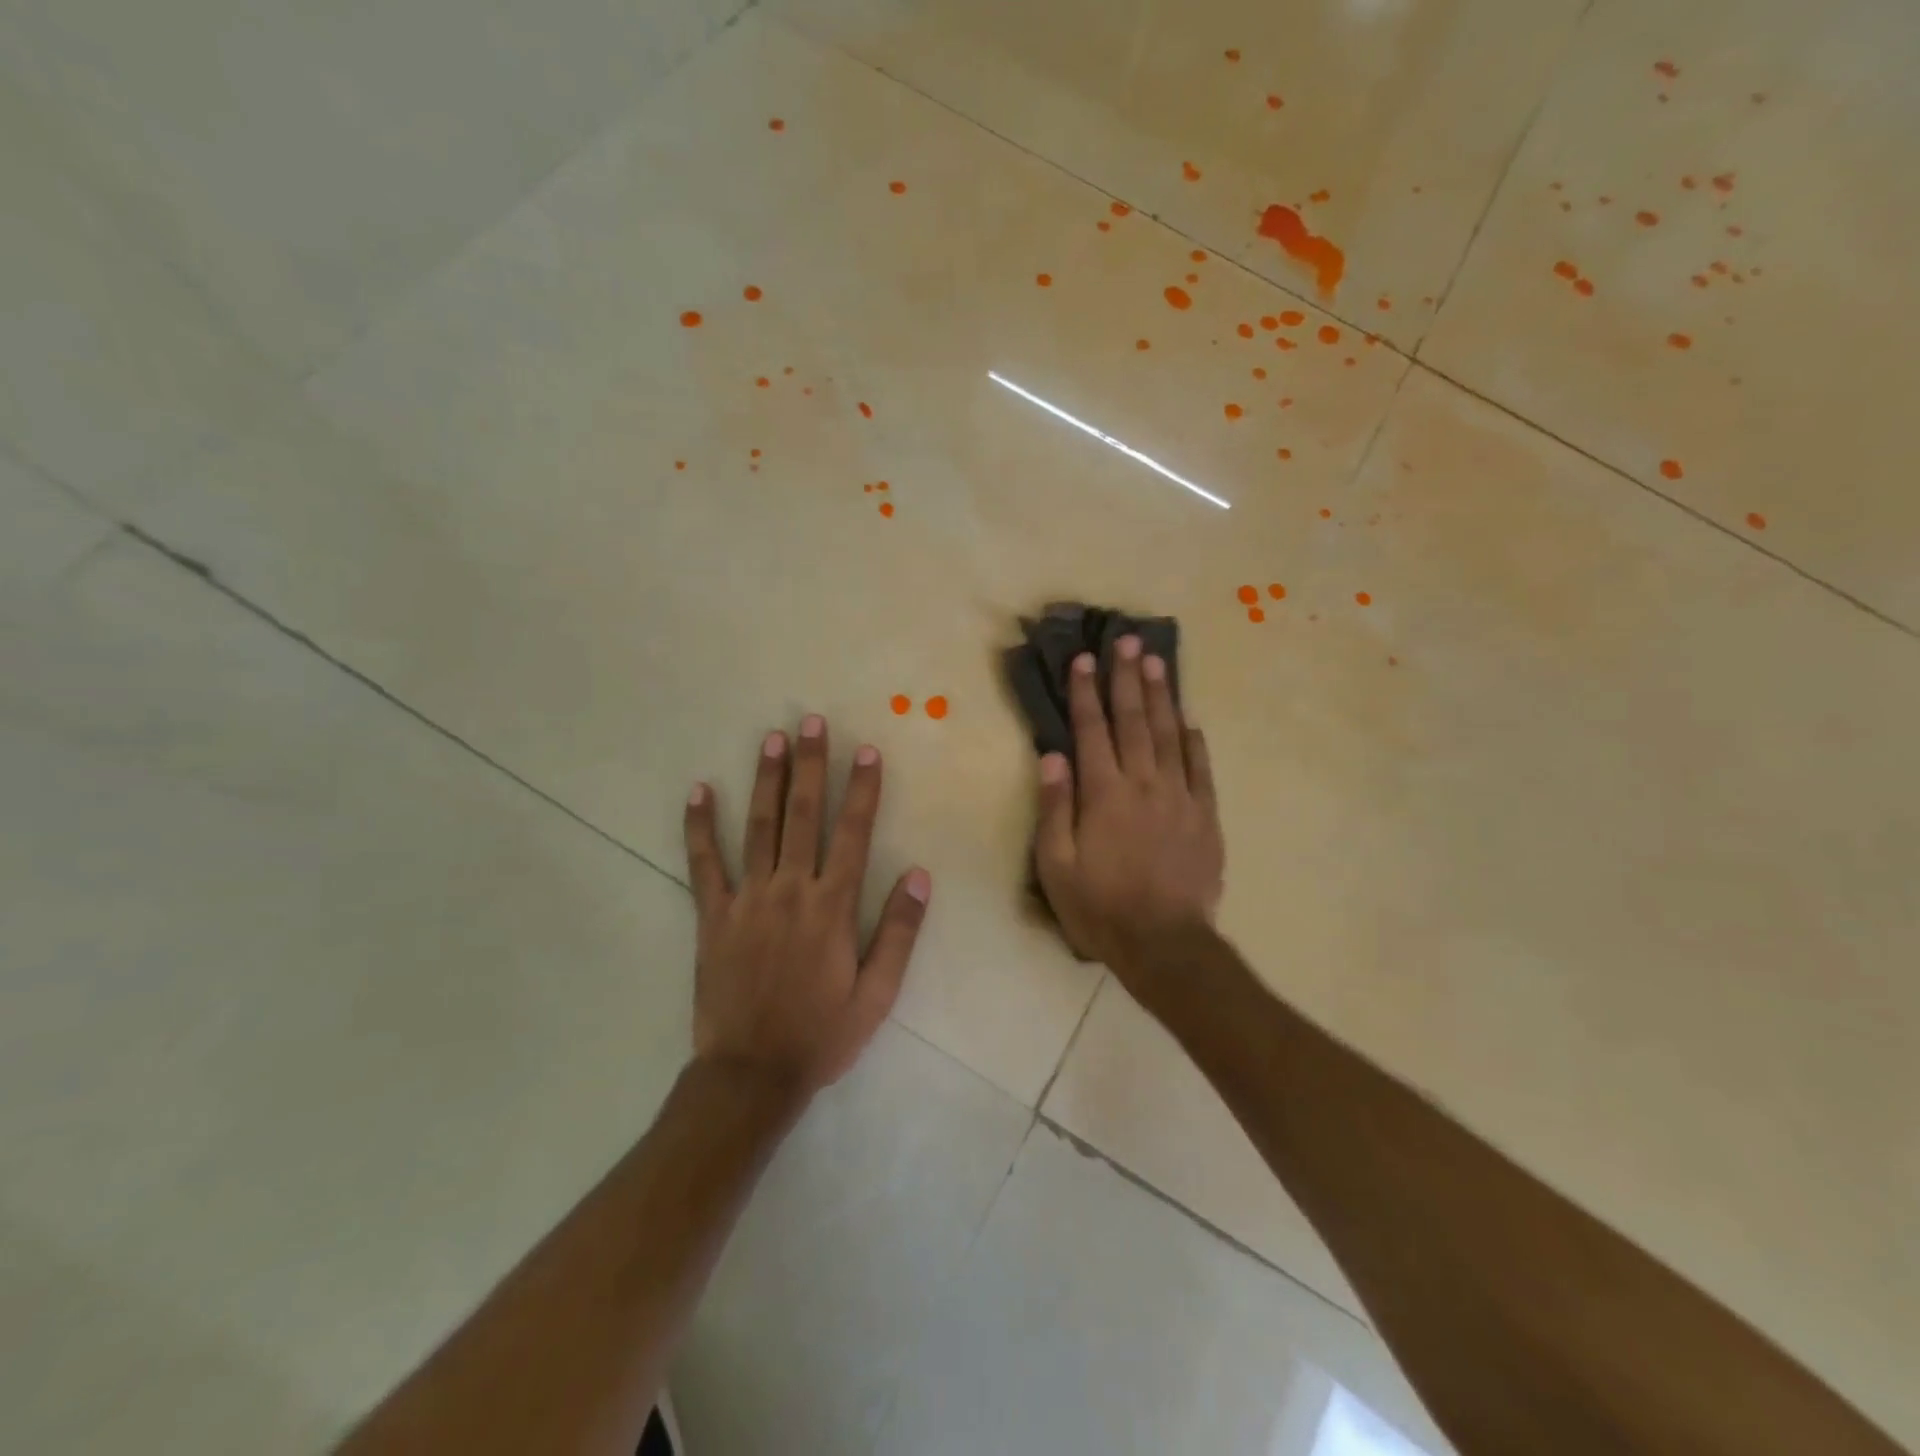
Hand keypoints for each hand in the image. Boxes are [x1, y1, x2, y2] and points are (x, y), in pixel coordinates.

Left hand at [683, 715, 931, 1098]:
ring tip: (771, 739)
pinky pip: (704, 864)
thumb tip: (920, 874)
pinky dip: (699, 827)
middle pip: (803, 815)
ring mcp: (747, 899)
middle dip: (811, 765)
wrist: (751, 1075)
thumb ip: (900, 931)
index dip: (862, 789)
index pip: (853, 833)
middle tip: (812, 722)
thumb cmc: (821, 1034)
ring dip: (766, 779)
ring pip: (758, 827)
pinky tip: (698, 792)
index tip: (866, 750)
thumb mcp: (877, 993)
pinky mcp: (712, 916)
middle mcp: (790, 890)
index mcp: (833, 907)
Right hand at [1034, 637, 1223, 1004]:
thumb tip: (1052, 756)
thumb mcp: (1056, 865)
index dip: (1086, 692)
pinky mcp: (1206, 816)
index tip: (1084, 659)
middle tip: (1127, 640)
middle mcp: (1144, 784)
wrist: (1164, 943)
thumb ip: (1055, 807)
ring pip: (1170, 735)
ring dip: (1162, 696)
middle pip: (1134, 721)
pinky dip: (1195, 742)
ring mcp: (1180, 798)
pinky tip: (1190, 721)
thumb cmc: (1099, 906)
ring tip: (1157, 662)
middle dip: (1128, 678)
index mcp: (1104, 793)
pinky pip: (1201, 769)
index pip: (1092, 730)